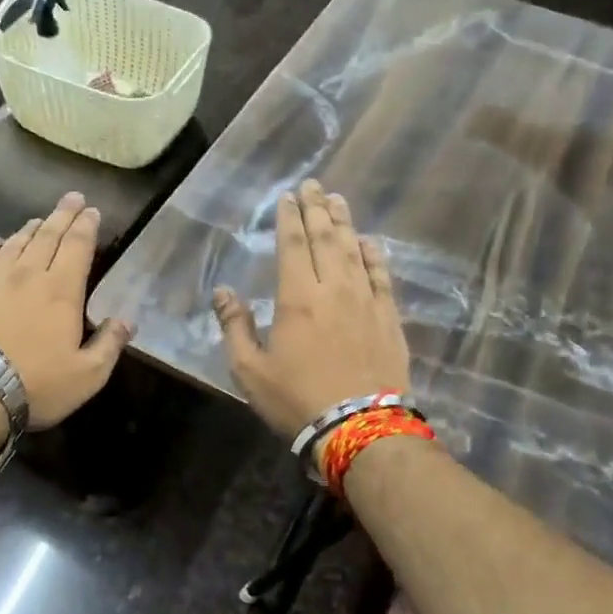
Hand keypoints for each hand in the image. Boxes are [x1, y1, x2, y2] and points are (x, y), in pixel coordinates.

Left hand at [0, 192, 132, 429]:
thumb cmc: (36, 385)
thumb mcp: (87, 375)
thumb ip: (109, 345)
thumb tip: (127, 321)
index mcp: (61, 291)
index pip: (78, 248)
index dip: (86, 227)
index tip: (92, 210)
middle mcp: (27, 276)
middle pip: (47, 237)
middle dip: (63, 216)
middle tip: (72, 198)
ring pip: (14, 245)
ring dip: (29, 230)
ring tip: (39, 220)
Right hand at [213, 180, 409, 446]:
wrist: (360, 428)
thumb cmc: (297, 400)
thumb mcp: (250, 370)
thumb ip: (235, 327)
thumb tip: (223, 292)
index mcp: (297, 298)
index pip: (293, 246)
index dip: (289, 218)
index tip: (287, 196)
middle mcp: (334, 289)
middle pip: (326, 239)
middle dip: (317, 209)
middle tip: (313, 185)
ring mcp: (366, 301)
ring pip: (355, 250)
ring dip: (345, 223)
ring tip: (338, 200)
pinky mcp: (389, 318)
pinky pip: (382, 276)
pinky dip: (374, 256)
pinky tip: (370, 243)